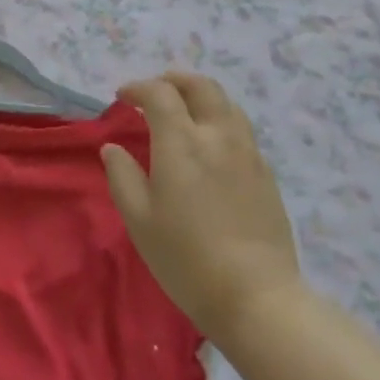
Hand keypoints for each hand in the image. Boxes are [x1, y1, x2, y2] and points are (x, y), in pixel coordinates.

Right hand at [101, 71, 302, 338]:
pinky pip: (241, 130)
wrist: (257, 298)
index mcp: (182, 142)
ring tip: (185, 113)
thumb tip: (113, 148)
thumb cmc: (187, 259)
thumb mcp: (139, 220)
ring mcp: (247, 153)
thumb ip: (122, 176)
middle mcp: (217, 136)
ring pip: (226, 104)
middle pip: (200, 86)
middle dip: (174, 80)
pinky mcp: (266, 174)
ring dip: (201, 97)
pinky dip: (220, 121)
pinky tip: (211, 146)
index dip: (138, 88)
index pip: (160, 93)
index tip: (123, 97)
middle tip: (156, 91)